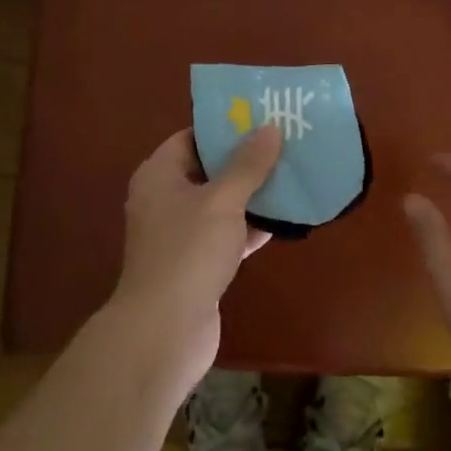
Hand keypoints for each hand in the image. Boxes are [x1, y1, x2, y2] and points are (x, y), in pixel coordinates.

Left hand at [108, 125, 281, 390]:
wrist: (164, 332)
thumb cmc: (188, 253)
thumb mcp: (222, 201)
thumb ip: (247, 165)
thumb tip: (269, 129)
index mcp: (159, 175)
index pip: (191, 137)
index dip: (224, 127)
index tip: (260, 118)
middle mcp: (164, 199)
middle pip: (208, 169)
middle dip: (245, 160)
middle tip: (284, 144)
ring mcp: (180, 235)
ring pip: (220, 204)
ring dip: (252, 194)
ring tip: (291, 175)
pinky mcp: (196, 264)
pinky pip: (226, 234)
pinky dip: (250, 227)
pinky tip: (284, 219)